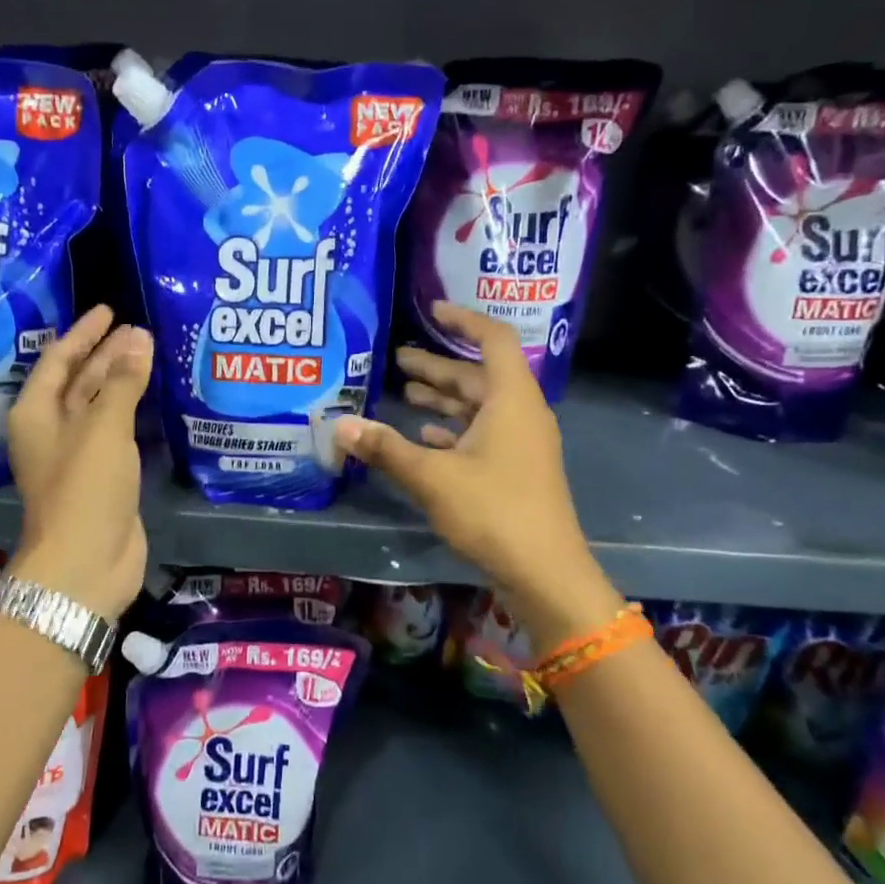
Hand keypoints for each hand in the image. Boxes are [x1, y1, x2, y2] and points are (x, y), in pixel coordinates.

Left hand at [6, 305, 152, 620]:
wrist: (85, 562)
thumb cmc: (84, 487)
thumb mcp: (103, 427)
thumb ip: (122, 381)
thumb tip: (139, 338)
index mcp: (36, 412)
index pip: (58, 359)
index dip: (83, 334)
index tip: (108, 310)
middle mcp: (52, 429)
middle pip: (79, 380)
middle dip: (107, 354)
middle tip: (138, 329)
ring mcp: (77, 454)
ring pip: (99, 405)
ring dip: (121, 380)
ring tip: (150, 352)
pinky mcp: (102, 475)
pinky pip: (116, 431)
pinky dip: (132, 411)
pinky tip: (153, 397)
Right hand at [337, 303, 592, 609]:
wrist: (544, 572)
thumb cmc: (493, 511)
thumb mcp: (432, 476)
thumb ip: (385, 447)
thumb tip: (340, 425)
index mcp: (511, 400)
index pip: (494, 340)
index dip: (463, 320)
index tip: (432, 311)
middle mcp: (520, 414)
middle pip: (478, 376)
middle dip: (438, 366)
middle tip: (396, 359)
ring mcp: (520, 444)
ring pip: (479, 407)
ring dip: (443, 398)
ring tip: (404, 392)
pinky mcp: (515, 470)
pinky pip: (482, 435)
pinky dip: (453, 429)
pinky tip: (424, 436)